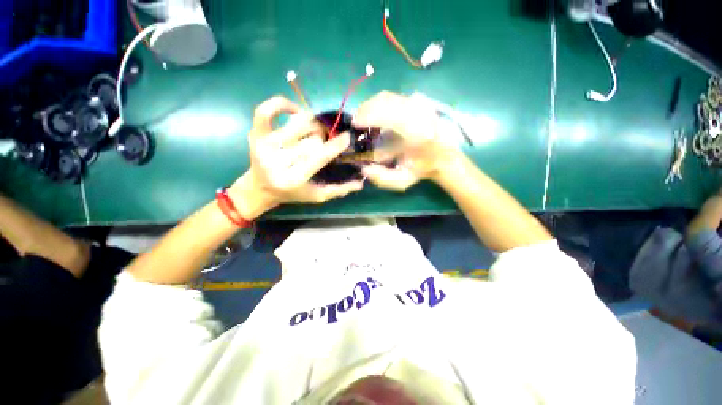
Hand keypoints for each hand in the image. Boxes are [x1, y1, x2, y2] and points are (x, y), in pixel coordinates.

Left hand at [229, 96, 363, 218]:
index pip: (318, 156)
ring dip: (312, 125)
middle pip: (311, 139)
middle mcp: (276, 161)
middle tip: (327, 141)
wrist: (260, 188)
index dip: (335, 145)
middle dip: (323, 139)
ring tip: (316, 130)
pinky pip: (266, 110)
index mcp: (292, 178)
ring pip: (297, 123)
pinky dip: (282, 105)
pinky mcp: (255, 134)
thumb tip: (361, 181)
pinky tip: (295, 111)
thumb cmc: (292, 193)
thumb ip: (339, 190)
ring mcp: (263, 145)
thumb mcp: (318, 196)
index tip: (347, 137)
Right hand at [352, 91, 461, 190]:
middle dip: (366, 109)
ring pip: (388, 97)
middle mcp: (421, 114)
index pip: (392, 117)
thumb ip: (382, 178)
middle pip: (387, 101)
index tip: (355, 123)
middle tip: (356, 121)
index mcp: (419, 134)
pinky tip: (374, 115)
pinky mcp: (419, 102)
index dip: (370, 116)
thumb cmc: (423, 169)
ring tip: (362, 118)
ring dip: (371, 105)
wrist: (444, 157)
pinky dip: (379, 104)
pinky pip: (393, 98)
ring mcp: (420, 104)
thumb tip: (363, 168)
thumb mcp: (403, 180)